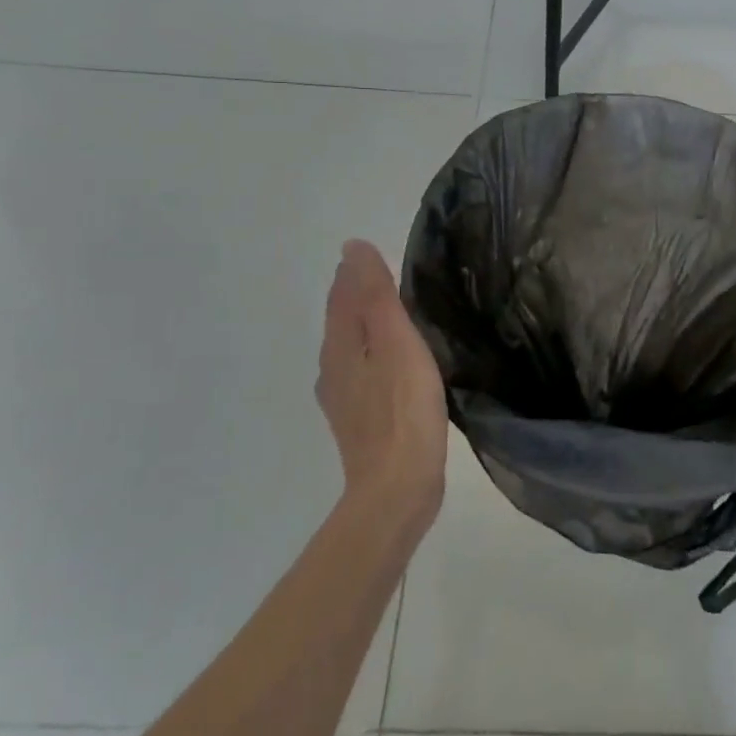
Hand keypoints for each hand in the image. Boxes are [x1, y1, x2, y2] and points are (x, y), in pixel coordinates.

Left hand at [316, 240, 447, 530]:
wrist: (397, 488)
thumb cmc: (403, 409)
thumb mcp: (396, 342)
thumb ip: (376, 295)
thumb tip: (353, 247)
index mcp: (340, 346)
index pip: (341, 296)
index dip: (354, 273)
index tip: (370, 254)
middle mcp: (332, 370)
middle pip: (341, 322)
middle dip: (355, 297)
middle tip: (382, 276)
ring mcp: (343, 400)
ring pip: (349, 349)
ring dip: (363, 327)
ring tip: (389, 315)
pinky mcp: (359, 422)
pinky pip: (362, 373)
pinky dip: (373, 355)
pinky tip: (392, 365)